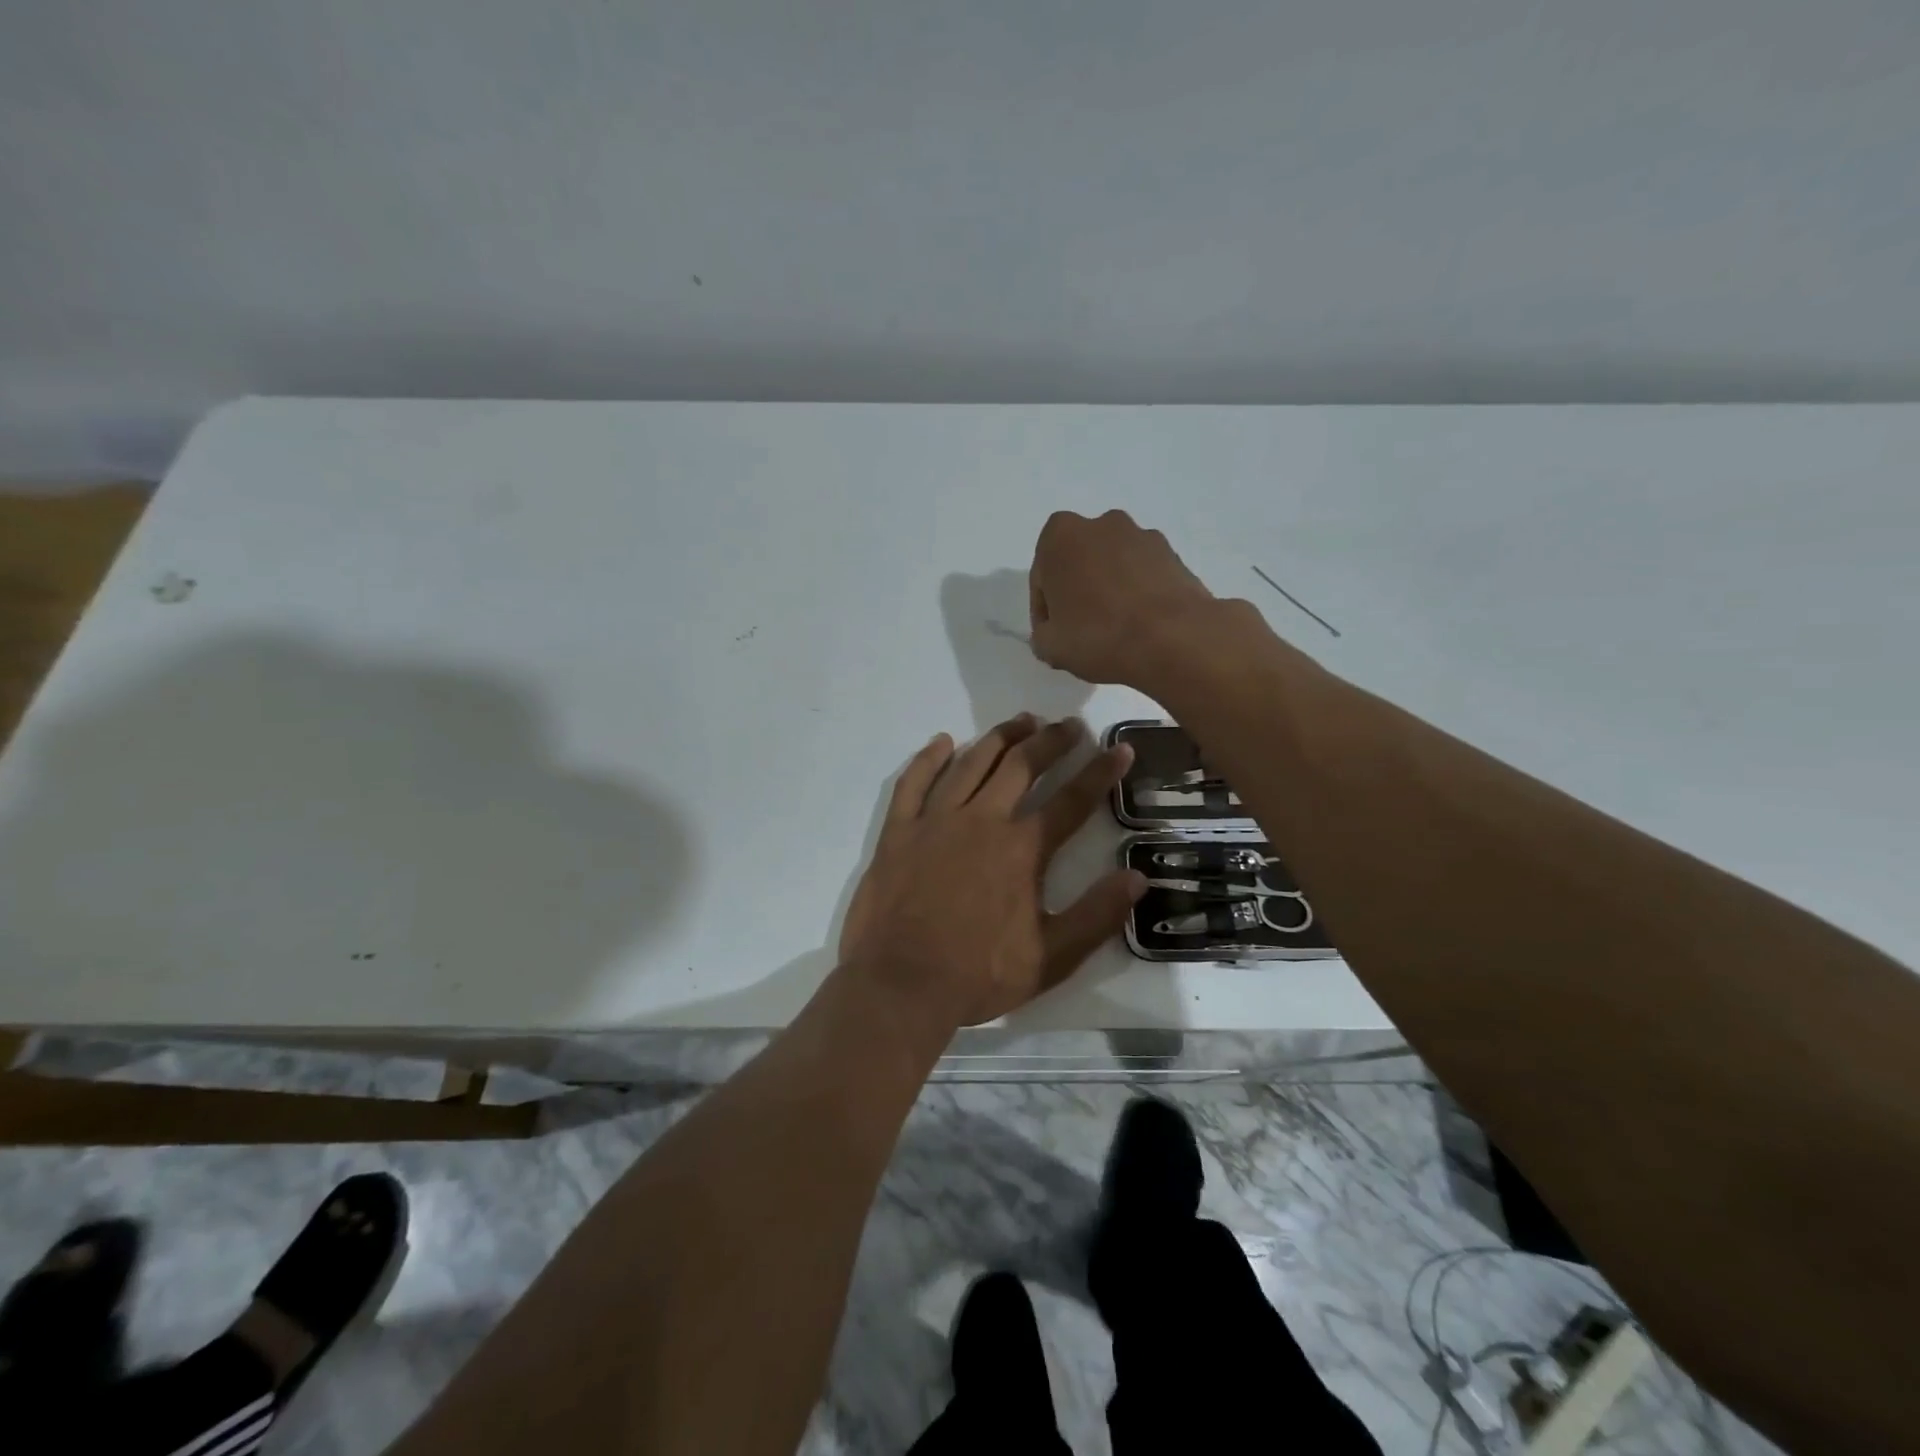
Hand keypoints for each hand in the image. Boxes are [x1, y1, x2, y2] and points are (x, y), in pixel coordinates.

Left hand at [838, 715, 1146, 1029]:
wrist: (901, 984)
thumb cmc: (979, 975)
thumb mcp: (1051, 957)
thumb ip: (1096, 915)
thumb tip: (1137, 877)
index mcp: (1022, 849)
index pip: (1072, 800)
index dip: (1100, 772)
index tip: (1118, 749)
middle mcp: (982, 821)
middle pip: (1022, 767)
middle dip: (1051, 741)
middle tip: (1068, 725)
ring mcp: (935, 821)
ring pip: (972, 764)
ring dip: (1000, 738)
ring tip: (1021, 721)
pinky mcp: (899, 831)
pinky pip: (914, 782)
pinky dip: (929, 759)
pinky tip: (943, 742)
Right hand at [1029, 510, 1220, 686]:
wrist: (1173, 639)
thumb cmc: (1098, 635)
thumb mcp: (1049, 646)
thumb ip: (1042, 634)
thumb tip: (1054, 632)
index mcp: (1061, 535)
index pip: (1042, 577)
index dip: (1044, 610)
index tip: (1054, 635)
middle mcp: (1102, 524)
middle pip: (1079, 562)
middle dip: (1078, 591)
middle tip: (1081, 630)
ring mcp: (1142, 536)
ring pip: (1113, 566)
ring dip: (1109, 590)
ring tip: (1115, 630)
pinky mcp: (1174, 555)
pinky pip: (1143, 575)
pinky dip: (1138, 594)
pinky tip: (1140, 626)